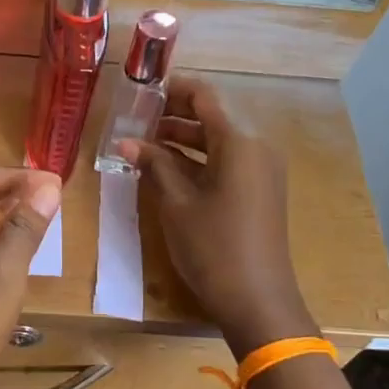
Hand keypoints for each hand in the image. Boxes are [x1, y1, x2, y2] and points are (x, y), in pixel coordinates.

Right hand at [121, 77, 310, 351]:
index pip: (205, 96)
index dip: (173, 89)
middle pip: (212, 116)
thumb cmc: (213, 247)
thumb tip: (127, 142)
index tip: (141, 89)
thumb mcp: (177, 203)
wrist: (256, 299)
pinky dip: (197, 159)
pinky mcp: (259, 190)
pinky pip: (226, 161)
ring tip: (143, 143)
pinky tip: (166, 168)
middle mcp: (256, 147)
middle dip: (174, 114)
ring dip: (182, 138)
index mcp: (240, 142)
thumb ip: (154, 165)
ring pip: (218, 140)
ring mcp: (261, 170)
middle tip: (135, 117)